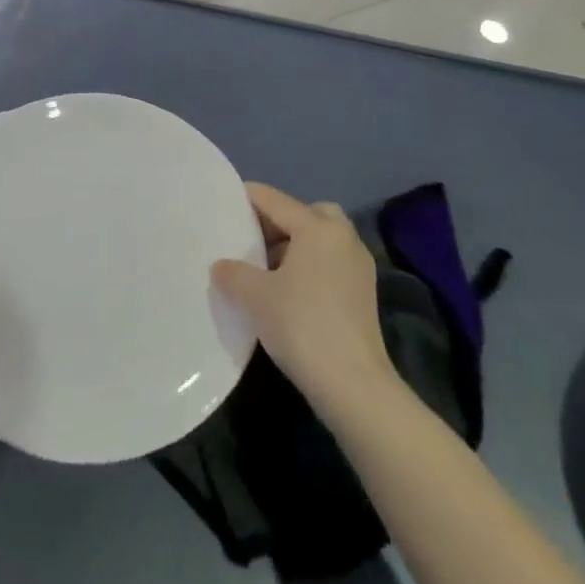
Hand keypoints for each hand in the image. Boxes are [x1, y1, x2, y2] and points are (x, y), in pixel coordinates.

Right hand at [212, 182, 393, 410]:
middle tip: (252, 236)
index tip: (225, 200)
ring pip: (321, 238)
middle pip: (306, 213)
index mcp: (317, 227)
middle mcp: (343, 237)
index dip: (248, 197)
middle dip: (278, 220)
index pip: (275, 200)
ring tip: (266, 267)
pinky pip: (331, 261)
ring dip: (295, 244)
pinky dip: (310, 264)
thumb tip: (220, 266)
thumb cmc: (302, 326)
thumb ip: (233, 273)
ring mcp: (358, 265)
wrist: (354, 385)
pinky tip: (289, 289)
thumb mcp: (256, 297)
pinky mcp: (364, 292)